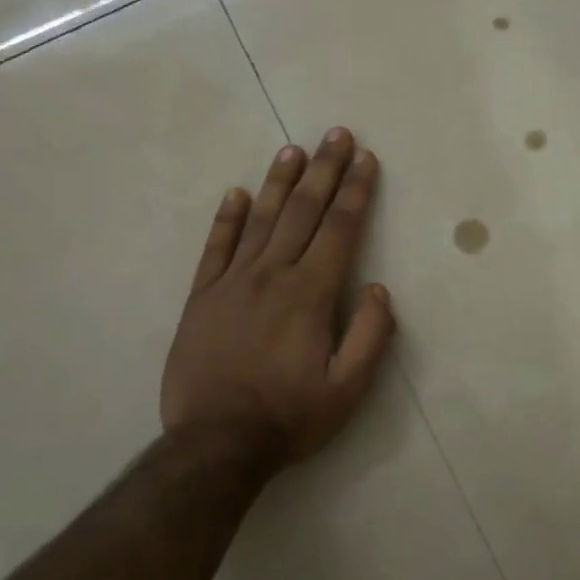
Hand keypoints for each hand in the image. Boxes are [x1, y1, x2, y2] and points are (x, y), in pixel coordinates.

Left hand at [161, 128, 396, 467]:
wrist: (215, 445)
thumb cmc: (289, 417)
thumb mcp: (347, 390)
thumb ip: (370, 336)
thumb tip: (377, 289)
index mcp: (310, 293)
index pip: (339, 229)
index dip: (355, 190)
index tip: (365, 159)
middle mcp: (272, 275)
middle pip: (304, 211)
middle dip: (324, 170)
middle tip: (336, 134)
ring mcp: (232, 283)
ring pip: (261, 220)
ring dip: (280, 182)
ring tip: (294, 151)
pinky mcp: (202, 297)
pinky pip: (216, 248)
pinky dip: (227, 219)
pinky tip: (237, 193)